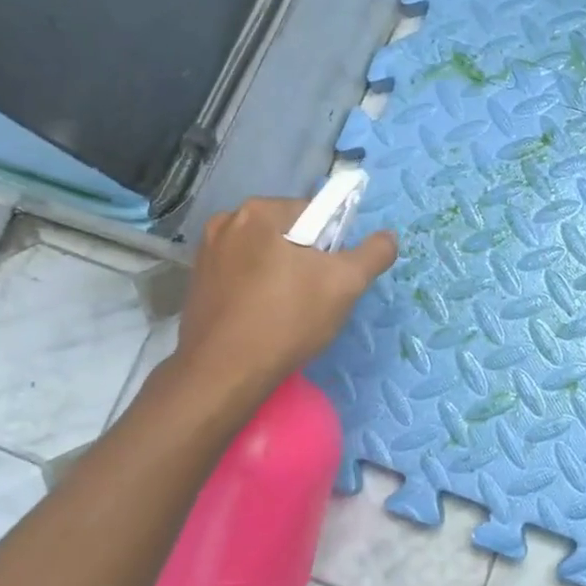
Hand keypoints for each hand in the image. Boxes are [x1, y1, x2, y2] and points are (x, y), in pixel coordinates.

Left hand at [170, 197, 397, 402]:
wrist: (223, 373)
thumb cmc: (287, 320)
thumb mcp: (346, 285)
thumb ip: (373, 254)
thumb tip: (389, 237)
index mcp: (259, 211)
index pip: (314, 213)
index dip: (332, 245)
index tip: (332, 277)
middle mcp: (226, 222)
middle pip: (287, 233)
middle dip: (305, 260)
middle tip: (314, 297)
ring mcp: (206, 253)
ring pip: (264, 255)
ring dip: (280, 275)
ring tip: (288, 312)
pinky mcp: (196, 282)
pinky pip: (241, 275)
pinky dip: (256, 290)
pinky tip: (263, 319)